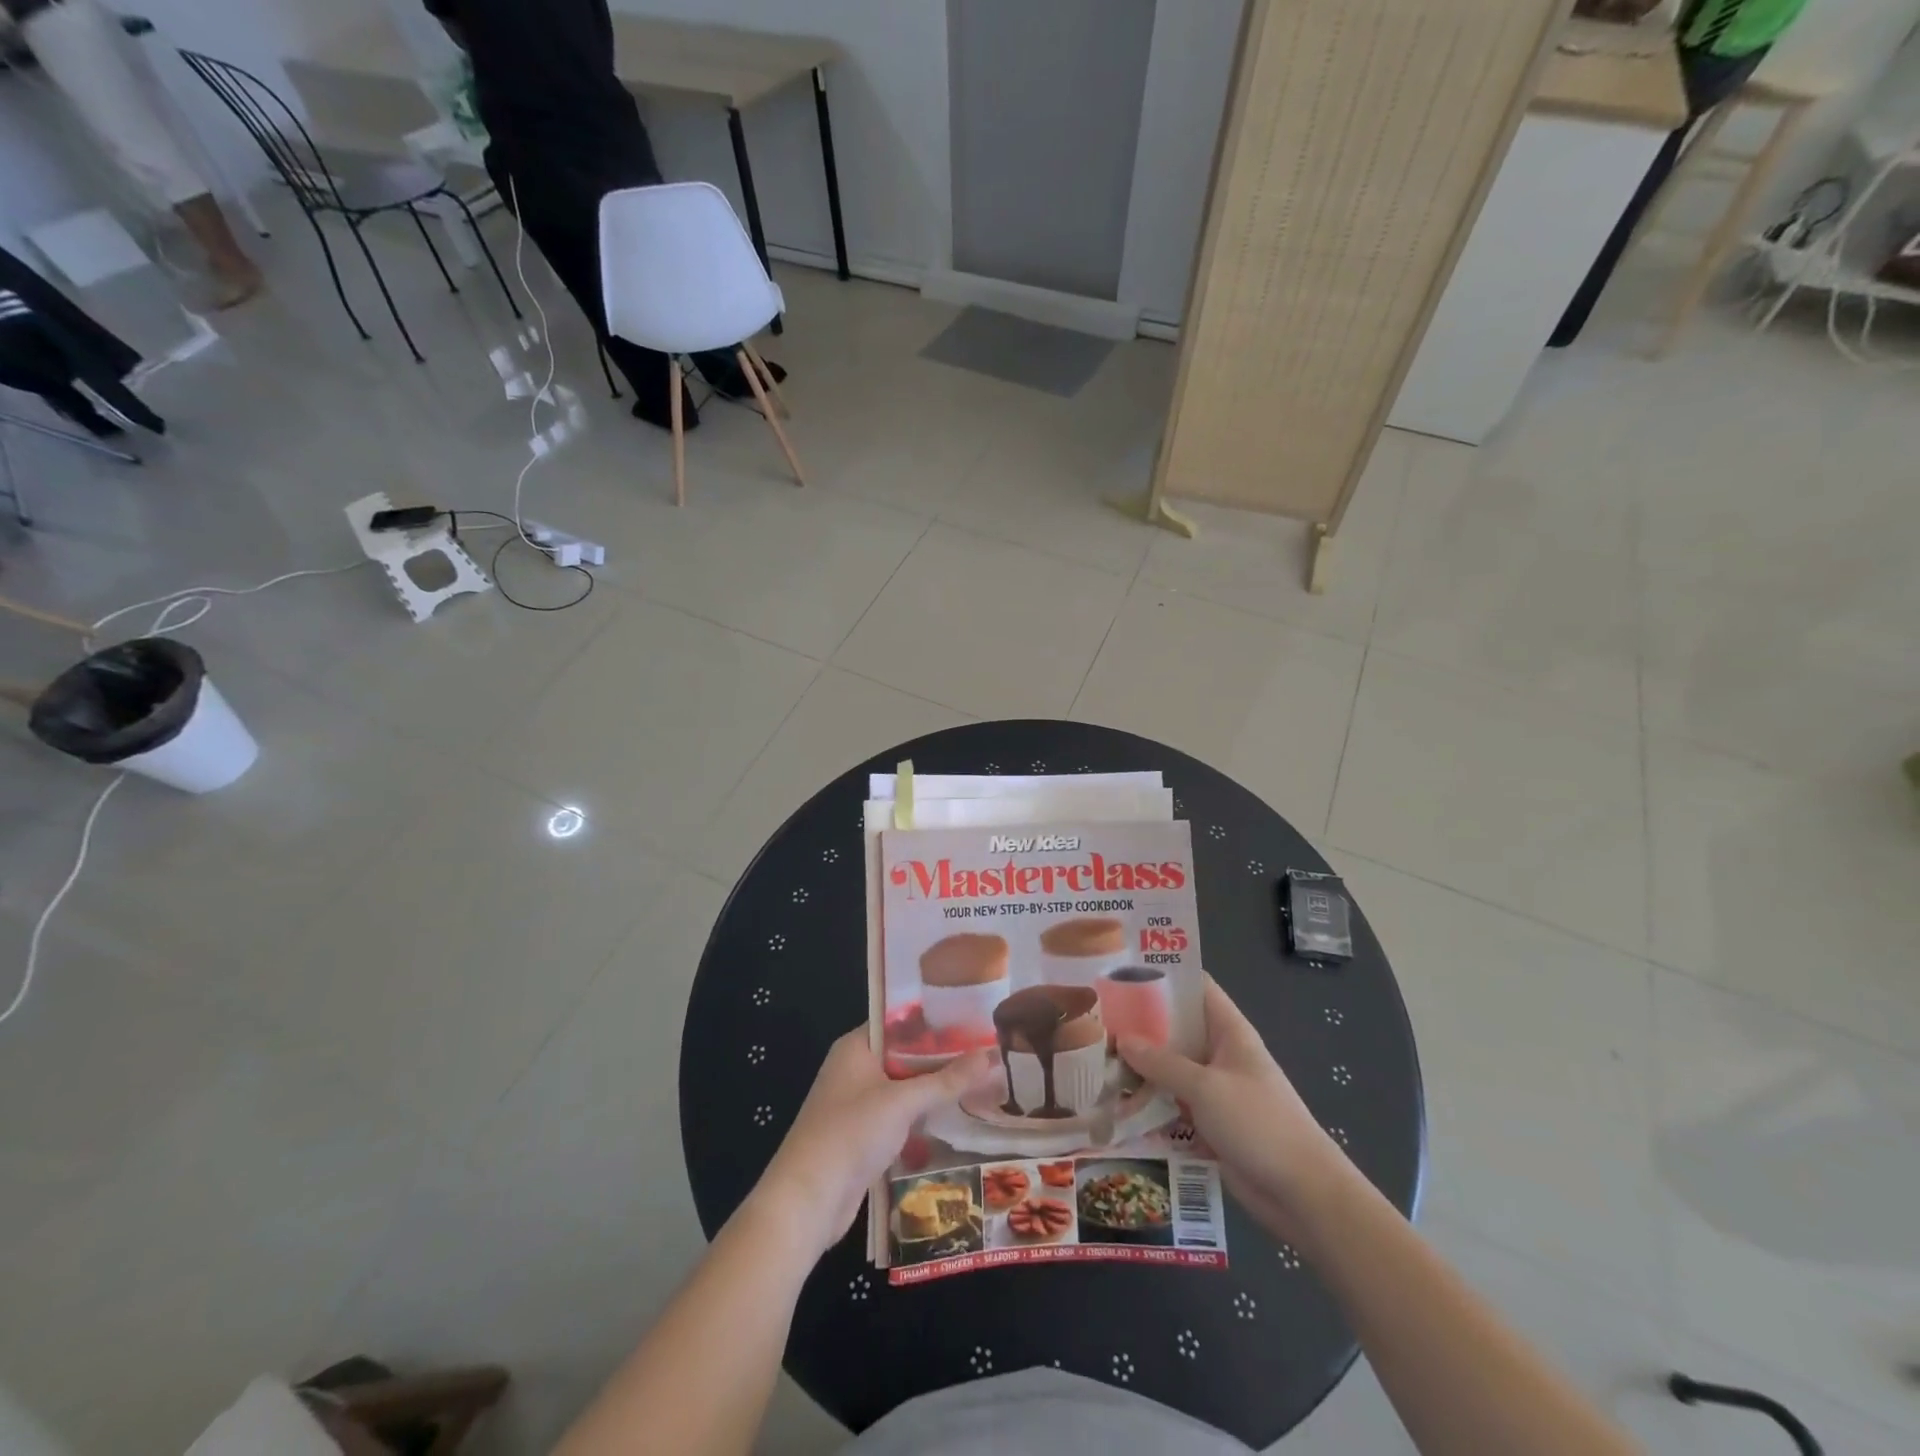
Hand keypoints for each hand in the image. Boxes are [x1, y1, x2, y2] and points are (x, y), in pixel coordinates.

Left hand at [751, 1028, 998, 1257]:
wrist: (807, 1201)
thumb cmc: (851, 1134)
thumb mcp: (903, 1102)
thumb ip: (947, 1080)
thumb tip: (992, 1054)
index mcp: (856, 1047)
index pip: (900, 1022)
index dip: (935, 1020)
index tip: (972, 1021)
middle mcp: (855, 1069)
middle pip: (904, 1055)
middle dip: (941, 1058)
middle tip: (986, 1053)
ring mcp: (857, 1105)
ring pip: (904, 1089)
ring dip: (934, 1090)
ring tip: (980, 1083)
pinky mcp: (863, 1137)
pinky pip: (899, 1117)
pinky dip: (922, 1117)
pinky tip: (955, 1120)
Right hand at [1119, 977, 1346, 1237]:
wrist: (1303, 1194)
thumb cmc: (1259, 1124)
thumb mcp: (1205, 1088)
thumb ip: (1162, 1063)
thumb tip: (1121, 1039)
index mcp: (1228, 1030)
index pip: (1194, 986)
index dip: (1161, 974)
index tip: (1119, 970)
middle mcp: (1218, 1052)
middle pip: (1175, 1027)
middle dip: (1138, 1023)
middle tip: (1094, 1016)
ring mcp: (1214, 1088)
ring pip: (1169, 1066)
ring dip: (1139, 1066)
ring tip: (1092, 1057)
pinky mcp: (1208, 1121)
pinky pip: (1171, 1101)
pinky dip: (1148, 1100)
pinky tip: (1113, 1101)